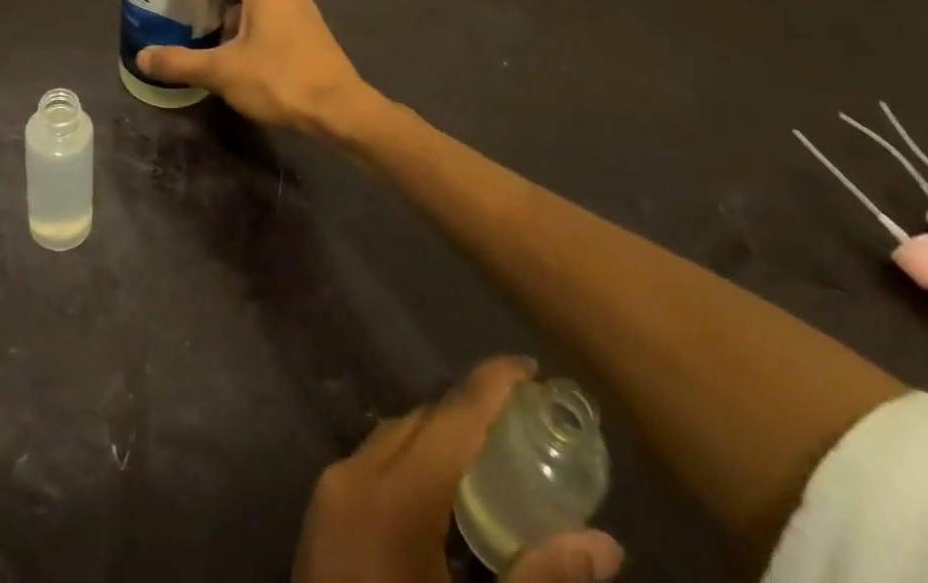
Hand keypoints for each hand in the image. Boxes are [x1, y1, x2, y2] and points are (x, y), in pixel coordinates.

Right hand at [138, 0, 375, 136]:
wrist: (340, 111)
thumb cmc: (280, 79)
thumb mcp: (223, 72)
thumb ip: (181, 63)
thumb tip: (142, 57)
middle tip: (188, 4)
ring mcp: (304, 17)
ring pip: (264, 4)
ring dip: (237, 14)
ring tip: (207, 32)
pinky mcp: (312, 40)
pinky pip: (278, 23)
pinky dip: (256, 30)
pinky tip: (239, 56)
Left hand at [293, 357, 623, 582]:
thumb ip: (540, 580)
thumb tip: (605, 543)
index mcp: (393, 497)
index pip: (451, 417)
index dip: (491, 385)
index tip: (530, 367)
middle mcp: (355, 475)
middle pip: (421, 422)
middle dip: (471, 414)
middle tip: (524, 423)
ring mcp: (331, 492)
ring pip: (395, 438)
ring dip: (441, 439)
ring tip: (493, 457)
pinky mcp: (322, 514)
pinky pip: (375, 464)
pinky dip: (413, 464)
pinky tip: (445, 498)